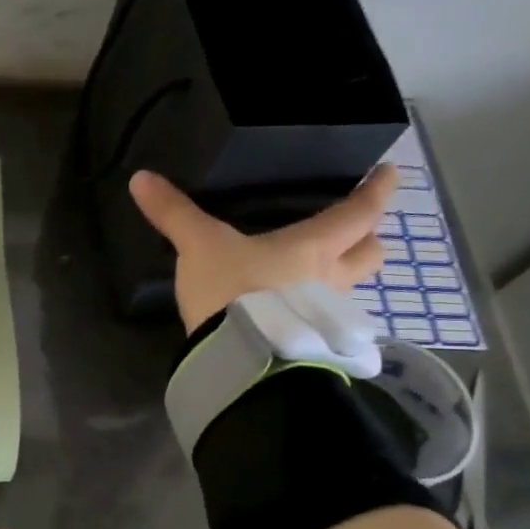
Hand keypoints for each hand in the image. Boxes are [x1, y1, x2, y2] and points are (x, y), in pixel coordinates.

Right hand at [128, 165, 397, 333]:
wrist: (238, 355)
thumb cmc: (231, 289)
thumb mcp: (199, 246)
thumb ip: (174, 213)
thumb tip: (140, 178)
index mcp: (314, 246)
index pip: (360, 212)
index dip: (377, 190)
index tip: (389, 173)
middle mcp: (332, 278)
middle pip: (372, 254)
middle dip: (368, 239)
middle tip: (356, 232)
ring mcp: (327, 316)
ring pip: (353, 290)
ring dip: (346, 278)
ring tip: (323, 275)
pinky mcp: (313, 346)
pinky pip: (329, 322)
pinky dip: (321, 313)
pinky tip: (300, 315)